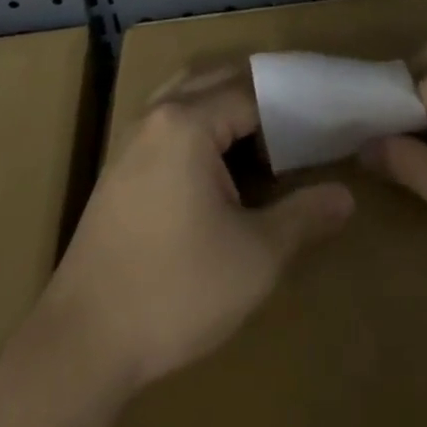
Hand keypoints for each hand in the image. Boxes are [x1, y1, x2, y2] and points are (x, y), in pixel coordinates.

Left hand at [0, 69, 352, 426]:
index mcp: (189, 121)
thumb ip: (303, 216)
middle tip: (296, 128)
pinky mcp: (119, 168)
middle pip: (217, 80)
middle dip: (259, 96)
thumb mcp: (255, 257)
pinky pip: (168, 121)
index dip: (289, 109)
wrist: (80, 346)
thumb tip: (345, 197)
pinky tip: (217, 167)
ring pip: (187, 95)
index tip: (320, 129)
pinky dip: (199, 124)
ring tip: (260, 141)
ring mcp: (132, 139)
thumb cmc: (175, 291)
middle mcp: (158, 115)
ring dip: (224, 105)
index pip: (252, 92)